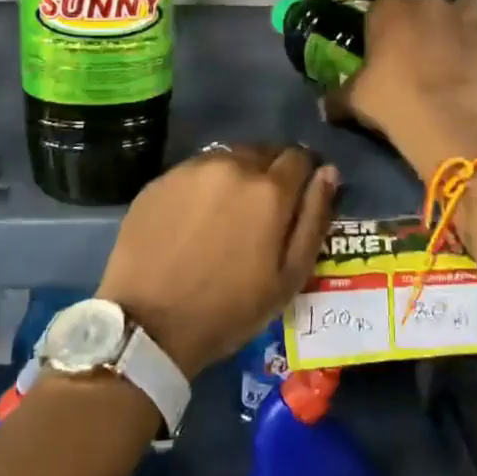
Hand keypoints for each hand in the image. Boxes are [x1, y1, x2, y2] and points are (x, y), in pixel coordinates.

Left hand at [96, 144, 337, 378]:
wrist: (148, 323)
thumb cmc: (229, 308)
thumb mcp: (289, 277)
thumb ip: (314, 219)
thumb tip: (328, 173)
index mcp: (270, 189)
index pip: (300, 157)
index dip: (303, 176)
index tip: (296, 199)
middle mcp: (233, 165)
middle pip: (264, 152)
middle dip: (270, 173)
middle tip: (261, 212)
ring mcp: (192, 168)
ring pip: (229, 158)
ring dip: (236, 176)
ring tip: (226, 214)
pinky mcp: (161, 178)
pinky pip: (195, 170)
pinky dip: (203, 185)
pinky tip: (194, 218)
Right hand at [322, 0, 476, 169]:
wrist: (442, 116)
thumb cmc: (390, 100)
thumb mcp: (353, 99)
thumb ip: (338, 96)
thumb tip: (322, 105)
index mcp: (388, 10)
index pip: (382, 6)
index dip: (384, 25)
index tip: (384, 45)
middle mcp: (427, 3)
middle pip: (426, 0)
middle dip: (426, 16)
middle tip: (423, 43)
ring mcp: (464, 17)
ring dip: (472, 11)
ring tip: (468, 29)